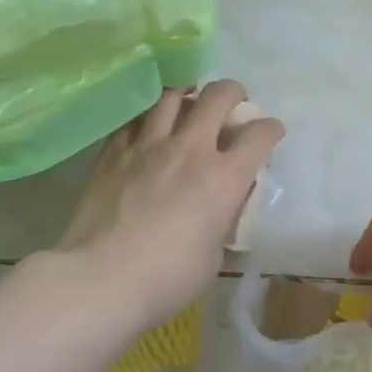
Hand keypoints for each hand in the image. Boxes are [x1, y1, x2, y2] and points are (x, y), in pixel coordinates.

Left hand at [57, 81, 283, 325]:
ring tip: (188, 101)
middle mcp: (190, 149)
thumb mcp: (213, 255)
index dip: (271, 129)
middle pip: (217, 96)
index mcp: (224, 177)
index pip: (259, 135)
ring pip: (171, 95)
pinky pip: (134, 119)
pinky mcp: (113, 152)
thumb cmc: (166, 278)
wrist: (99, 279)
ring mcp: (148, 146)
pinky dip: (148, 117)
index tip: (272, 132)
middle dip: (233, 92)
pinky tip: (148, 126)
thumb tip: (217, 211)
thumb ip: (220, 221)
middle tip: (233, 101)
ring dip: (187, 94)